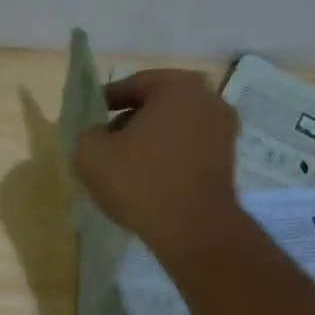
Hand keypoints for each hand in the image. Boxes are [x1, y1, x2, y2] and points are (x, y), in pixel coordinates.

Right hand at [73, 69, 240, 257]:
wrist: (193, 229)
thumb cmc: (141, 182)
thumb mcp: (92, 154)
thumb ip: (87, 133)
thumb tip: (98, 135)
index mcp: (178, 86)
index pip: (133, 84)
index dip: (106, 101)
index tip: (89, 120)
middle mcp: (208, 99)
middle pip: (157, 105)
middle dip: (129, 121)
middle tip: (105, 144)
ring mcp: (224, 130)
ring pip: (173, 128)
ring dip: (149, 142)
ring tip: (124, 166)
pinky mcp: (228, 160)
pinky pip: (188, 150)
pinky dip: (168, 158)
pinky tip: (149, 181)